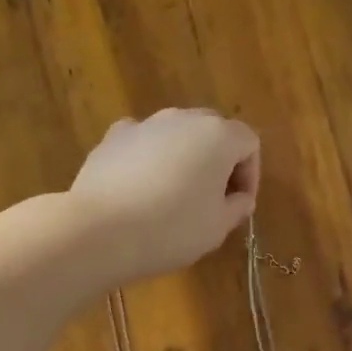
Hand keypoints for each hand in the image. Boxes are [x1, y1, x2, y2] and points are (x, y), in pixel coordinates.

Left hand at [69, 108, 260, 281]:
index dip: (250, 175)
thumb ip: (237, 207)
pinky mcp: (112, 137)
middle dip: (218, 163)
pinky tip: (140, 189)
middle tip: (211, 200)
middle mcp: (183, 118)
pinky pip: (142, 143)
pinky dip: (148, 159)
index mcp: (218, 136)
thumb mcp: (216, 228)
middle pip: (213, 132)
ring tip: (173, 196)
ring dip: (183, 159)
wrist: (100, 232)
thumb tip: (240, 197)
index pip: (248, 143)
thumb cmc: (171, 231)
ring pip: (176, 135)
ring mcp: (144, 124)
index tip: (239, 205)